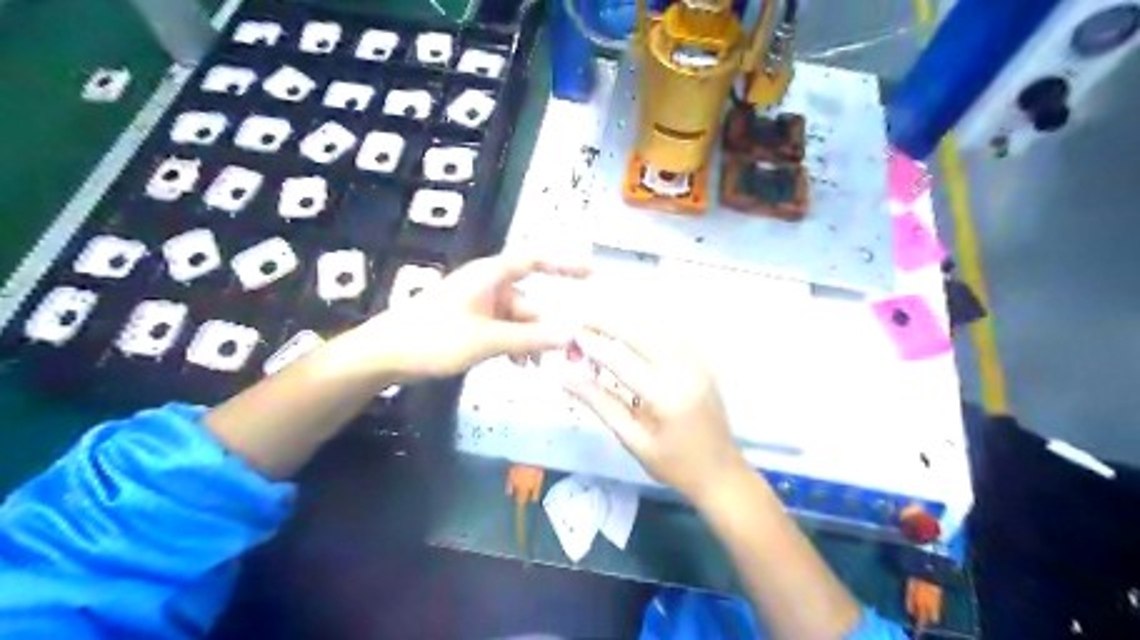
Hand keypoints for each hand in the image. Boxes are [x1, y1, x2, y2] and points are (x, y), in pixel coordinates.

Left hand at [357, 249, 591, 379]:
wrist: (386, 354)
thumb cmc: (434, 337)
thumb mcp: (486, 339)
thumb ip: (529, 337)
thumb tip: (571, 334)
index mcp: (491, 276)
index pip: (534, 260)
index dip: (564, 263)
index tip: (591, 272)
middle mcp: (489, 287)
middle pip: (530, 302)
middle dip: (549, 327)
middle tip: (571, 352)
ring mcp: (480, 307)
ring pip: (519, 322)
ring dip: (532, 341)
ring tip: (540, 366)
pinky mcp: (472, 325)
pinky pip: (504, 331)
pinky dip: (515, 346)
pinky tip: (521, 365)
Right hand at [561, 314, 749, 503]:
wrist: (721, 472)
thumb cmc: (674, 465)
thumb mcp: (634, 442)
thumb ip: (603, 406)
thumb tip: (570, 380)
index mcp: (666, 398)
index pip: (622, 363)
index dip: (595, 346)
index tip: (573, 333)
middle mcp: (685, 374)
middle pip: (642, 337)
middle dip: (610, 324)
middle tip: (584, 317)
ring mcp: (698, 366)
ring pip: (659, 332)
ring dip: (630, 324)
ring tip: (602, 322)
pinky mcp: (704, 365)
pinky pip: (674, 338)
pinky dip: (650, 331)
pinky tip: (634, 332)